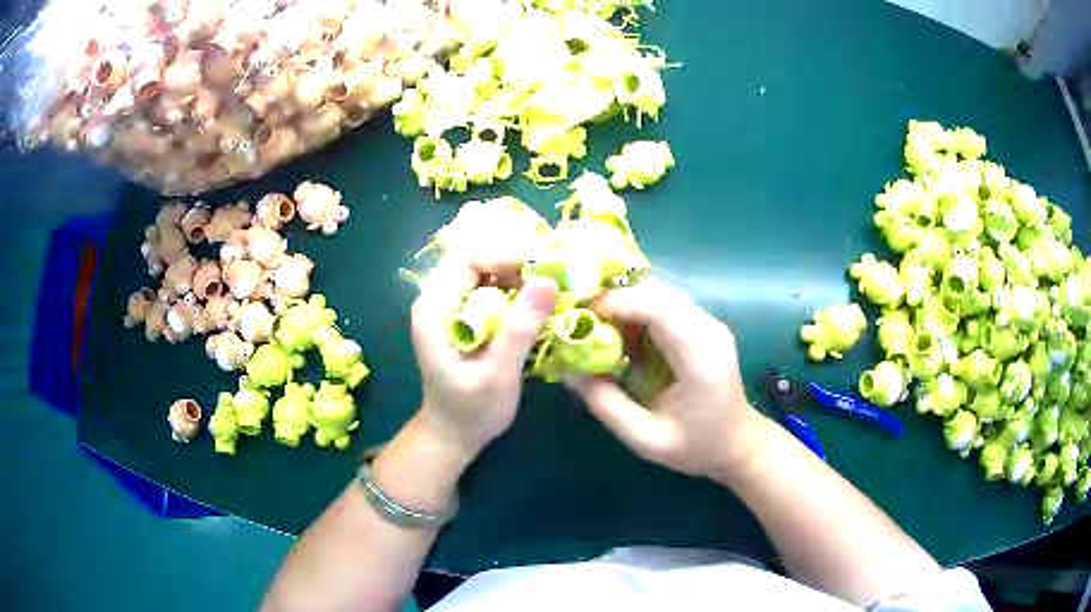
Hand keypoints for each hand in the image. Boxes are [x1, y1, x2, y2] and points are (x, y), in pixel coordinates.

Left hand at [410, 253, 558, 459]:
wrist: (453, 434)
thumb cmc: (471, 411)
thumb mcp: (499, 374)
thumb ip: (519, 329)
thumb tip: (549, 281)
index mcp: (435, 310)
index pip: (468, 258)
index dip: (507, 256)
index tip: (545, 269)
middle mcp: (438, 300)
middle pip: (478, 258)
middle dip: (517, 262)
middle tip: (555, 275)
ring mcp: (450, 306)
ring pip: (486, 270)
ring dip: (519, 274)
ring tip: (553, 286)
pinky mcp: (464, 316)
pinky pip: (490, 288)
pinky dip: (516, 289)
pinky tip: (539, 302)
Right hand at [567, 279, 764, 478]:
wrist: (739, 443)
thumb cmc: (696, 447)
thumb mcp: (647, 440)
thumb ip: (607, 406)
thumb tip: (569, 371)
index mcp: (700, 360)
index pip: (659, 311)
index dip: (618, 304)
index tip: (582, 315)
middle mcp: (711, 331)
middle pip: (659, 293)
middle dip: (617, 299)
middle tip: (583, 318)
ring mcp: (712, 324)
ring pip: (663, 292)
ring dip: (627, 301)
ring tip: (597, 323)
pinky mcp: (707, 325)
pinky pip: (668, 303)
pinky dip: (640, 308)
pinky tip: (622, 328)